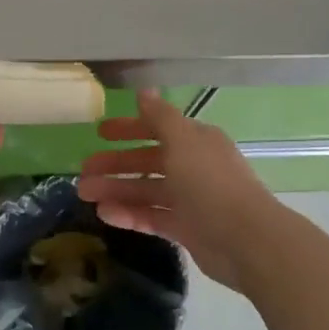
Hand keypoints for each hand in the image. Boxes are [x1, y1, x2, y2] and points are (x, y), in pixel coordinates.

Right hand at [77, 91, 283, 292]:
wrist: (245, 239)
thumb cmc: (210, 183)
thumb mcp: (182, 141)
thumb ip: (160, 117)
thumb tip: (144, 90)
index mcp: (196, 141)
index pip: (157, 129)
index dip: (129, 129)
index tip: (100, 133)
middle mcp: (194, 166)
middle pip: (148, 161)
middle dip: (116, 164)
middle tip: (83, 171)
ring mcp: (190, 199)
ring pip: (146, 190)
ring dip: (116, 190)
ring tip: (85, 195)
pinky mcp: (187, 229)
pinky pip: (152, 216)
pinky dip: (129, 214)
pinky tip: (104, 215)